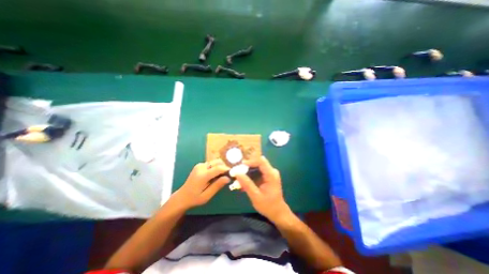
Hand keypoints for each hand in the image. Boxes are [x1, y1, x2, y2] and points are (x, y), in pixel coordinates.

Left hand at [172, 159, 230, 209]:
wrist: (182, 196)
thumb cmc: (195, 198)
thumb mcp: (207, 195)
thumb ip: (217, 185)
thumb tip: (228, 178)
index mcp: (202, 175)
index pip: (218, 168)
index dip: (227, 169)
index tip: (232, 173)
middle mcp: (201, 167)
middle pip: (217, 162)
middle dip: (224, 167)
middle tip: (227, 175)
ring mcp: (199, 165)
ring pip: (215, 162)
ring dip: (220, 167)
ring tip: (221, 176)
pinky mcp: (199, 165)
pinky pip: (211, 163)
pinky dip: (216, 167)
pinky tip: (215, 175)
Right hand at [236, 156, 291, 221]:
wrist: (277, 212)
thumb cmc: (268, 205)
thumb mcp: (256, 196)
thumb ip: (247, 184)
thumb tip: (237, 173)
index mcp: (271, 174)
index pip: (260, 161)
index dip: (250, 161)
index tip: (240, 166)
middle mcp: (271, 171)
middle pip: (258, 162)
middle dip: (247, 166)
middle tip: (237, 171)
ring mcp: (270, 173)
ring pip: (257, 166)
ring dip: (247, 171)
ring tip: (239, 177)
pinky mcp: (267, 176)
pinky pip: (257, 171)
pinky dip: (250, 175)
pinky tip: (243, 182)